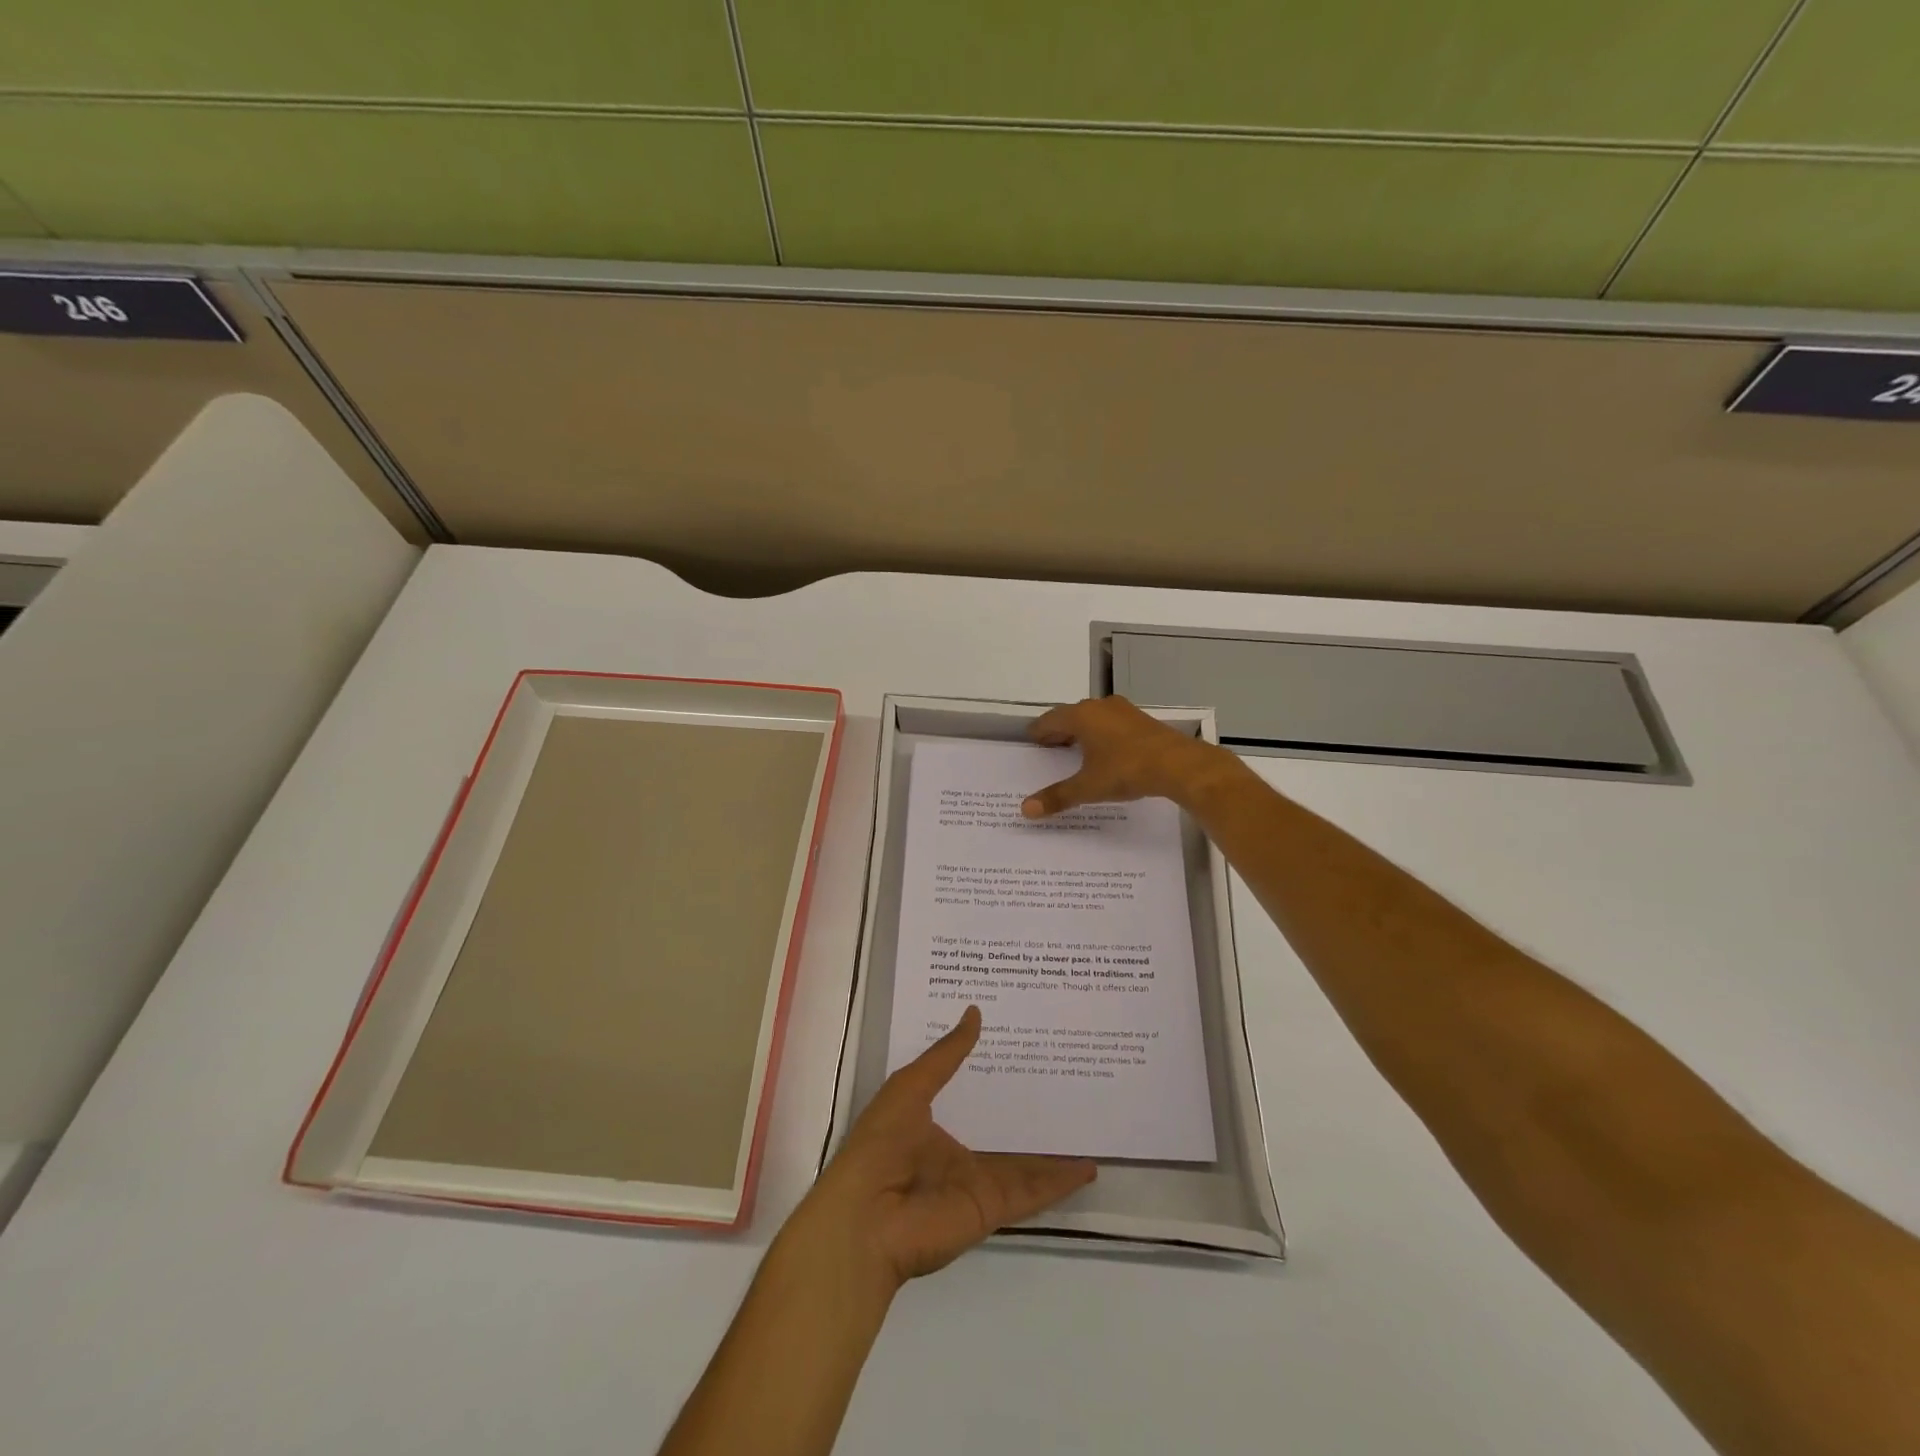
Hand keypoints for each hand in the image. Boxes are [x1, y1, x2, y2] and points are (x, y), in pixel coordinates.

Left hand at [792, 1006, 1095, 1293]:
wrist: (868, 1218)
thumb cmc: (882, 1143)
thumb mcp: (911, 1086)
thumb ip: (946, 1055)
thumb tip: (975, 1012)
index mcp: (932, 1122)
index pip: (972, 1094)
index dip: (996, 1073)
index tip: (1026, 1047)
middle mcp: (958, 1152)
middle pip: (1003, 1129)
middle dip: (1031, 1109)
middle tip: (1067, 1080)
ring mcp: (977, 1182)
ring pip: (1025, 1162)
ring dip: (1054, 1149)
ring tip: (1088, 1125)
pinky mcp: (992, 1208)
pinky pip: (1032, 1192)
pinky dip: (1059, 1183)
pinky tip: (1086, 1168)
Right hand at [1022, 695, 1237, 818]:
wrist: (1178, 765)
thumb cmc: (1126, 770)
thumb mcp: (1088, 787)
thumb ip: (1057, 796)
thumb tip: (1025, 810)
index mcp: (1082, 716)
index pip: (1051, 719)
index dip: (1039, 730)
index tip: (1031, 739)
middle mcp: (1100, 707)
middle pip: (1072, 716)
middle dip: (1059, 731)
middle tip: (1049, 747)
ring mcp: (1124, 711)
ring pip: (1094, 718)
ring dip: (1082, 731)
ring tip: (1075, 750)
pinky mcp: (1142, 721)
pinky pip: (1112, 723)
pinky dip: (1101, 734)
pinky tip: (1105, 751)